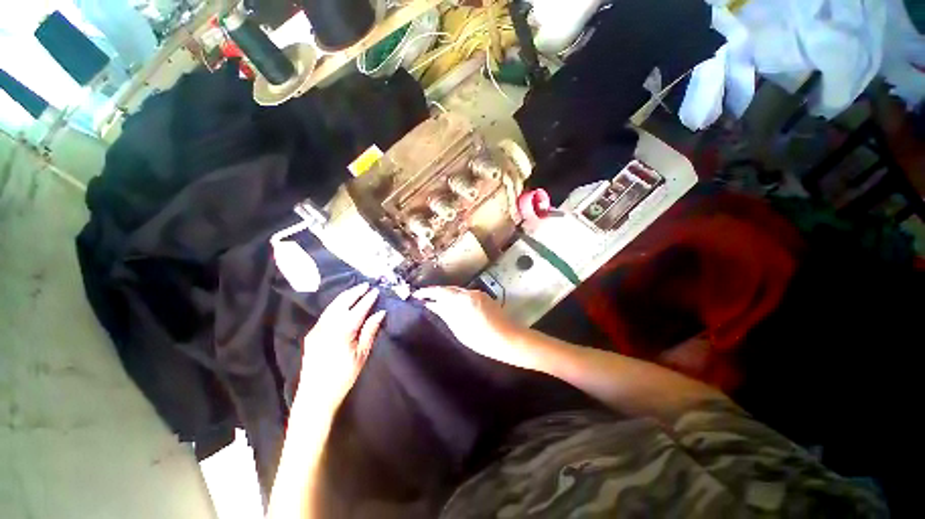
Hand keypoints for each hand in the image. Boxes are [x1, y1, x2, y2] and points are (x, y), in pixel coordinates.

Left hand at [300, 283, 385, 411]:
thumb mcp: (362, 355)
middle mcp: (328, 326)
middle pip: (342, 302)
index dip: (368, 299)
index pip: (358, 309)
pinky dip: (336, 305)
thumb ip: (370, 331)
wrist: (315, 396)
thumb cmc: (343, 377)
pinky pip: (326, 314)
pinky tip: (342, 304)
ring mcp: (317, 329)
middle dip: (354, 292)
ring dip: (345, 296)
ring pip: (332, 306)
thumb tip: (380, 313)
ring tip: (355, 290)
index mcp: (342, 331)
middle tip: (365, 285)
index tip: (375, 291)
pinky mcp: (312, 334)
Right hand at [414, 286, 538, 369]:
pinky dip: (457, 298)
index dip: (427, 292)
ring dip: (447, 295)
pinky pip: (466, 295)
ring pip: (458, 292)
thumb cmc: (481, 339)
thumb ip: (445, 314)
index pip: (441, 291)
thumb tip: (431, 305)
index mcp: (463, 299)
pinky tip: (453, 305)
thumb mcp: (459, 328)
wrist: (508, 339)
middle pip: (450, 289)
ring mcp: (479, 294)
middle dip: (436, 292)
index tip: (416, 294)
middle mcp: (470, 292)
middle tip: (424, 297)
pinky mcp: (484, 297)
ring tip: (435, 301)